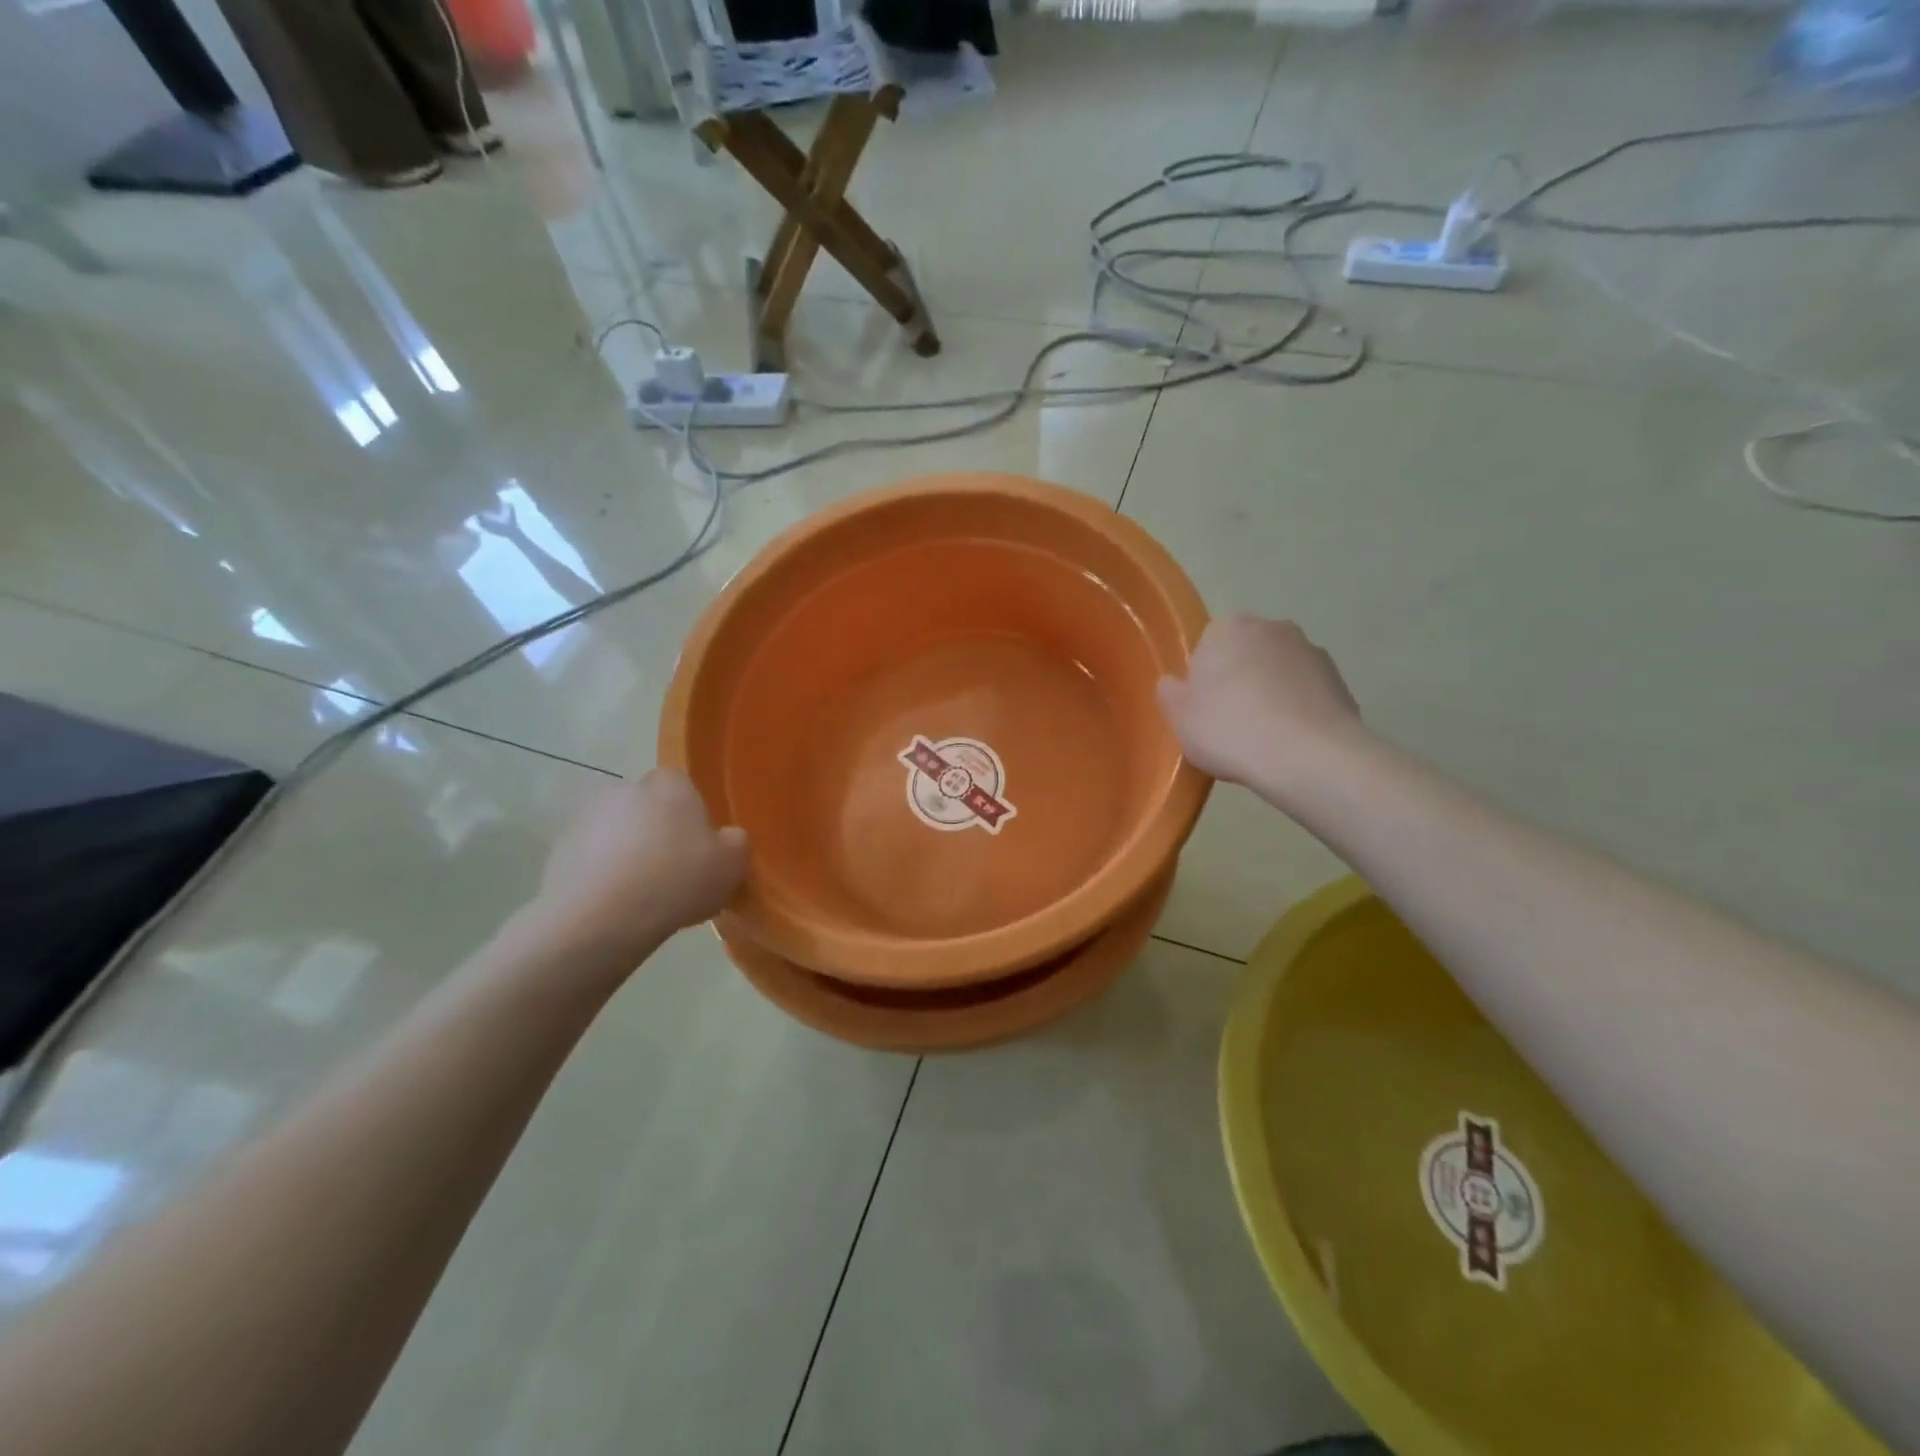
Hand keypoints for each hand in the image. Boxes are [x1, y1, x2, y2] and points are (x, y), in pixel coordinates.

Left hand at [527, 770, 747, 961]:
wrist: (600, 918)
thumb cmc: (677, 880)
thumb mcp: (732, 864)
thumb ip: (736, 843)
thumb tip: (727, 839)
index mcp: (670, 783)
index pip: (685, 789)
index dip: (693, 820)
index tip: (699, 853)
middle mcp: (625, 787)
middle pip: (649, 809)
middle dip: (658, 834)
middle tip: (672, 875)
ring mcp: (585, 817)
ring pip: (617, 833)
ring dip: (627, 854)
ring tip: (641, 897)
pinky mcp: (557, 849)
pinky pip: (590, 859)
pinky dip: (601, 875)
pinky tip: (613, 906)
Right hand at [1157, 616, 1361, 790]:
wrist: (1309, 757)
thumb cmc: (1231, 731)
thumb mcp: (1180, 720)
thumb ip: (1170, 694)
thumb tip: (1173, 683)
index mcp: (1227, 628)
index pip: (1207, 645)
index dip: (1204, 677)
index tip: (1204, 708)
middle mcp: (1271, 627)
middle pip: (1245, 652)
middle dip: (1239, 678)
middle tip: (1230, 722)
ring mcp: (1310, 650)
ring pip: (1278, 670)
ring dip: (1271, 692)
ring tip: (1264, 737)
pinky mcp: (1339, 678)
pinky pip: (1305, 691)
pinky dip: (1298, 708)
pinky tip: (1291, 741)